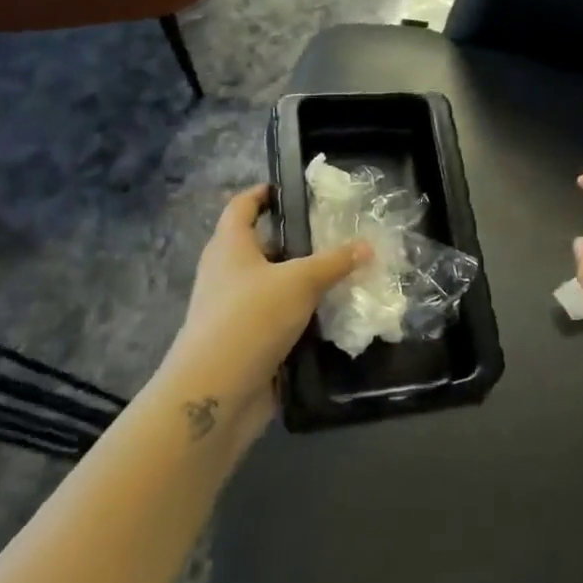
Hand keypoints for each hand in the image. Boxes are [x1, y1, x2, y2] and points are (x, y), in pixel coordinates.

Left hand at [157, 184, 367, 443]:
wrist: (215, 394)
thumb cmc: (250, 318)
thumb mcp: (300, 281)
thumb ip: (334, 262)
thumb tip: (367, 246)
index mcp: (229, 247)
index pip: (242, 206)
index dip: (262, 193)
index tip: (289, 188)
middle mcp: (226, 274)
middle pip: (261, 247)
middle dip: (295, 241)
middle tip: (334, 234)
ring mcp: (233, 312)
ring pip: (272, 285)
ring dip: (302, 282)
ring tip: (343, 273)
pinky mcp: (245, 343)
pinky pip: (277, 320)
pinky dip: (301, 316)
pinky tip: (332, 316)